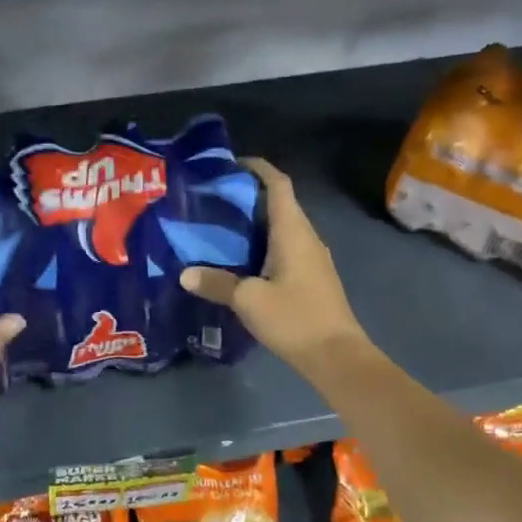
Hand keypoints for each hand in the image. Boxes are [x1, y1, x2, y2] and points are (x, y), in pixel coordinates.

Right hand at [180, 158, 366, 378]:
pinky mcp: (312, 278)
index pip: (278, 185)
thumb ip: (216, 284)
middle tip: (215, 199)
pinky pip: (286, 248)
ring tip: (222, 227)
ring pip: (283, 228)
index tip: (232, 164)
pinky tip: (242, 261)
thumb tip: (184, 274)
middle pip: (280, 203)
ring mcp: (313, 258)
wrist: (337, 357)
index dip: (258, 168)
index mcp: (293, 232)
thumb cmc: (295, 319)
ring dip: (256, 222)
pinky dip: (264, 244)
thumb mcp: (249, 301)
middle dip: (250, 195)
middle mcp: (307, 237)